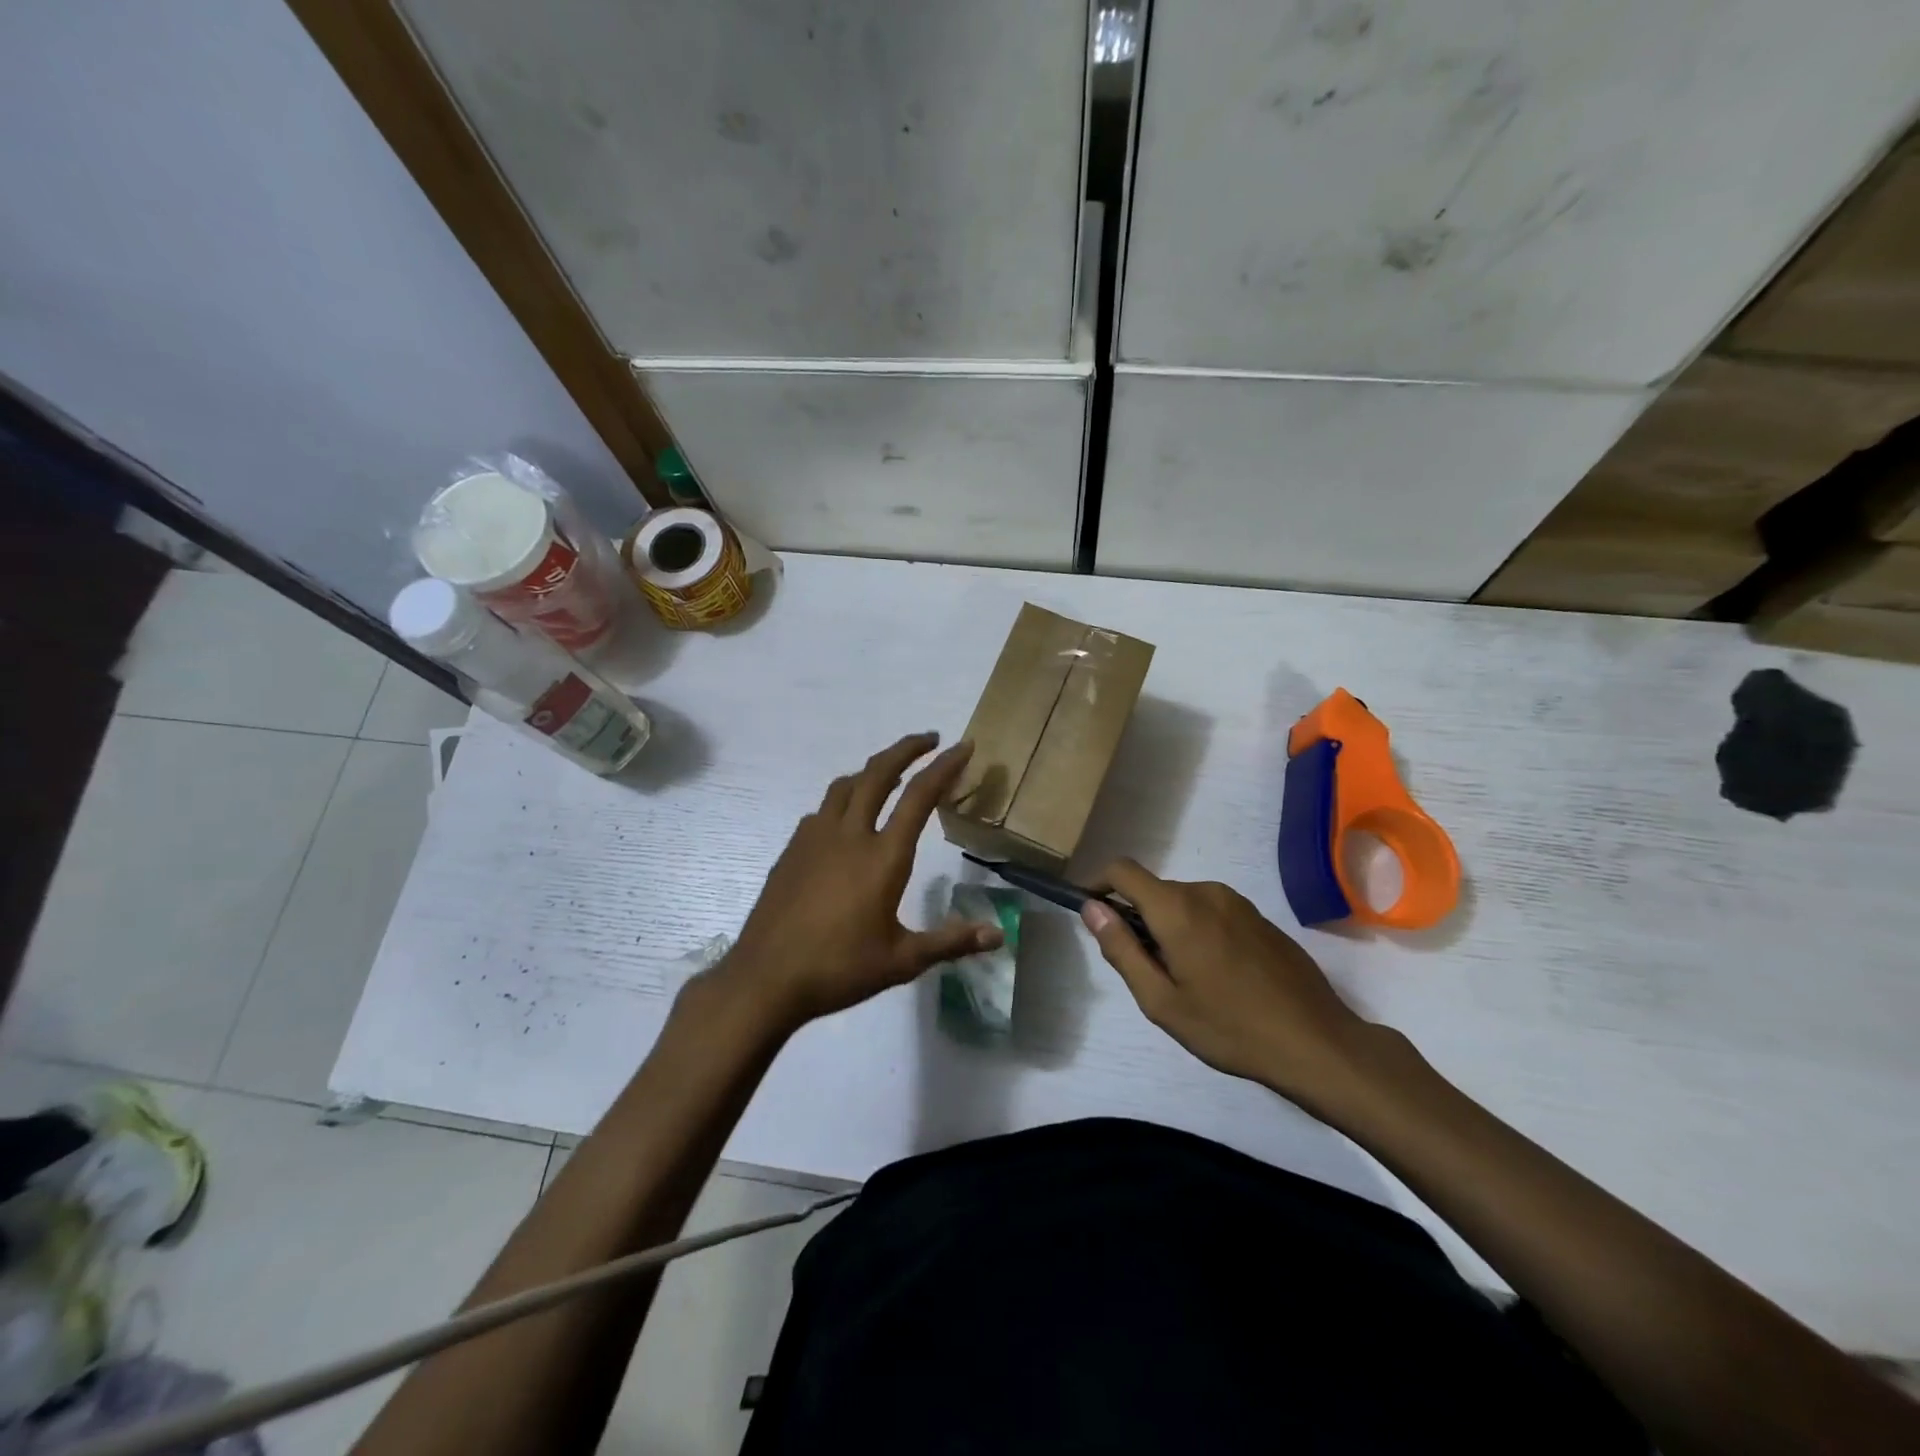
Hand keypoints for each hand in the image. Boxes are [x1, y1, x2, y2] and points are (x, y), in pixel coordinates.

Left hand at [717, 733, 1001, 1029]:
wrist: (765, 978)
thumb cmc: (838, 969)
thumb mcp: (902, 960)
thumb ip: (950, 942)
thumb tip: (997, 935)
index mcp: (882, 857)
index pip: (919, 796)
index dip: (944, 766)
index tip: (962, 746)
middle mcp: (849, 835)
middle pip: (878, 773)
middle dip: (907, 749)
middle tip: (929, 739)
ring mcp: (815, 838)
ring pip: (846, 785)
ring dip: (872, 770)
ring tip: (890, 773)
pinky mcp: (792, 849)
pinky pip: (823, 809)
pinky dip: (844, 799)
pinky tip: (846, 820)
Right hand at [1081, 859, 1387, 1116]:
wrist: (1316, 1042)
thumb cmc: (1230, 1027)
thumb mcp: (1162, 1000)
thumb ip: (1121, 949)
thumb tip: (1091, 909)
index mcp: (1177, 908)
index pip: (1122, 870)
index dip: (1097, 884)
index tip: (1089, 913)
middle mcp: (1206, 891)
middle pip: (1153, 889)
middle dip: (1136, 917)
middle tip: (1143, 969)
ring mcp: (1237, 902)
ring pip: (1183, 901)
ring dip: (1169, 926)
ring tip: (1183, 978)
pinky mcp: (1259, 917)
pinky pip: (1211, 911)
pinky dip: (1197, 930)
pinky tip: (1216, 975)